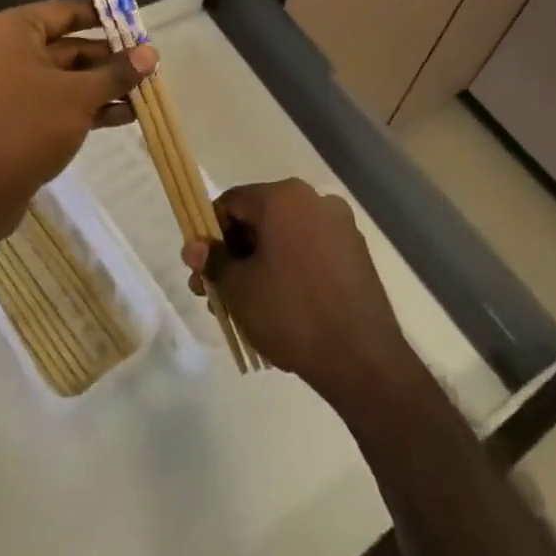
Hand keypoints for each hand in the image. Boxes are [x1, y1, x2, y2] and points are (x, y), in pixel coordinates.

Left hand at [0, 0, 154, 263]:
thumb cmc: (27, 126)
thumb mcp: (80, 96)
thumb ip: (116, 72)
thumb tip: (151, 53)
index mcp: (10, 31)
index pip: (65, 12)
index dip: (104, 19)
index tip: (137, 27)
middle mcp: (2, 50)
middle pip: (66, 46)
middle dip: (108, 60)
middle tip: (148, 67)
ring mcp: (3, 85)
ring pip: (62, 77)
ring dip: (101, 87)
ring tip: (142, 95)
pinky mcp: (8, 116)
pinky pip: (51, 100)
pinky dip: (81, 106)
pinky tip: (121, 117)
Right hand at [183, 178, 423, 410]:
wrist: (361, 358)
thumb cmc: (290, 312)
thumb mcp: (238, 288)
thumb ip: (212, 261)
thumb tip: (194, 246)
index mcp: (284, 197)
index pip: (232, 203)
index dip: (209, 233)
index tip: (201, 268)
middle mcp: (315, 200)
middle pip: (260, 219)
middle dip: (234, 254)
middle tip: (216, 293)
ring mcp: (341, 226)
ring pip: (285, 238)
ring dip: (260, 264)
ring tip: (245, 308)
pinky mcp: (356, 253)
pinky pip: (311, 252)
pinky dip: (290, 270)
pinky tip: (281, 307)